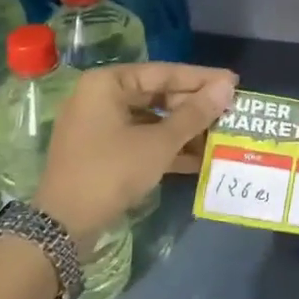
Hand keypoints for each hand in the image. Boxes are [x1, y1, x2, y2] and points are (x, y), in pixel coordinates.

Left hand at [34, 63, 237, 253]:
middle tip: (228, 113)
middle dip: (193, 108)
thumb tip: (227, 87)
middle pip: (157, 94)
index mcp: (108, 83)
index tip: (234, 82)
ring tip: (218, 136)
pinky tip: (197, 159)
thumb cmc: (112, 171)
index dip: (202, 79)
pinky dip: (166, 147)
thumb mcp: (159, 142)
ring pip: (151, 119)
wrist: (64, 225)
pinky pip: (140, 138)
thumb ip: (195, 114)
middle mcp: (101, 97)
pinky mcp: (102, 150)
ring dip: (183, 130)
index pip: (164, 72)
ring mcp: (99, 125)